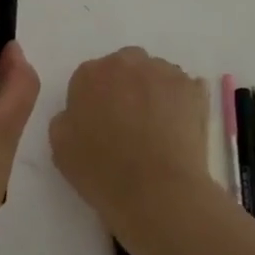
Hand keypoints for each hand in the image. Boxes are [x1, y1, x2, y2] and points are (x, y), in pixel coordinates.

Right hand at [50, 47, 209, 229]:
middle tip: (129, 122)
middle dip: (125, 88)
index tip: (100, 125)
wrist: (157, 192)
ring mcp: (163, 72)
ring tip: (157, 128)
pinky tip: (178, 128)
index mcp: (90, 74)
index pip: (89, 79)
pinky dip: (179, 102)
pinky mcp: (192, 88)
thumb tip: (78, 112)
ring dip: (152, 92)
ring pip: (154, 75)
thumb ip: (65, 118)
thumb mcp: (61, 149)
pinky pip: (182, 88)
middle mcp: (126, 62)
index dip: (94, 102)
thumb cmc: (103, 173)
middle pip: (123, 68)